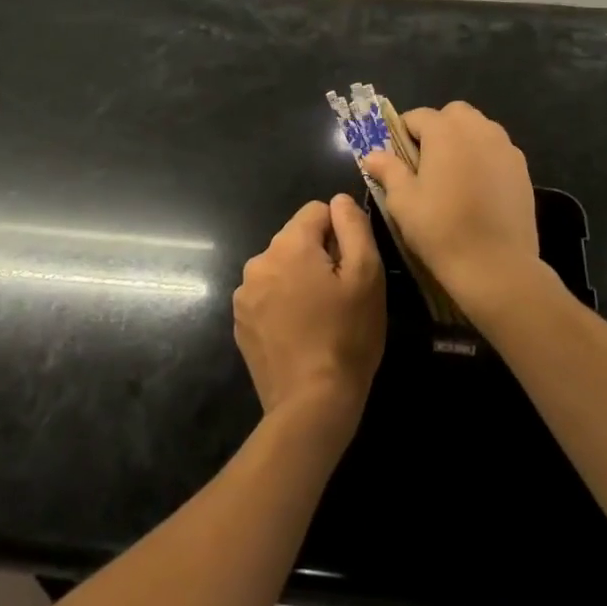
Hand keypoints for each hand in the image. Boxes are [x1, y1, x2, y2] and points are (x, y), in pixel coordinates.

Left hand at [233, 195, 385, 426]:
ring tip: (320, 318)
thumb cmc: (347, 336)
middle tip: (339, 297)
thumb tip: (339, 200)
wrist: (311, 405)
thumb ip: (353, 227)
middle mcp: (258, 261)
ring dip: (299, 280)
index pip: (317, 211)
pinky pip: (268, 295)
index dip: (340, 233)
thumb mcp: (366, 275)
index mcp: (288, 245)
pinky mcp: (240, 323)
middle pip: (296, 240)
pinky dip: (283, 304)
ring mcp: (244, 294)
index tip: (350, 268)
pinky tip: (300, 334)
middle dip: (318, 257)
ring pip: (281, 268)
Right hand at [362, 101, 544, 314]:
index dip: (402, 134)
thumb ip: (388, 170)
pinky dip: (484, 159)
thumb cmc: (441, 229)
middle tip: (426, 164)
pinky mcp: (523, 168)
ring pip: (478, 130)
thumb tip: (373, 154)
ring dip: (463, 141)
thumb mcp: (403, 201)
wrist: (497, 266)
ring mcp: (505, 147)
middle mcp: (478, 128)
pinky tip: (478, 190)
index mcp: (445, 130)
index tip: (398, 160)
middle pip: (453, 115)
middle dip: (437, 130)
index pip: (417, 116)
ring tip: (453, 176)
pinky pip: (496, 151)